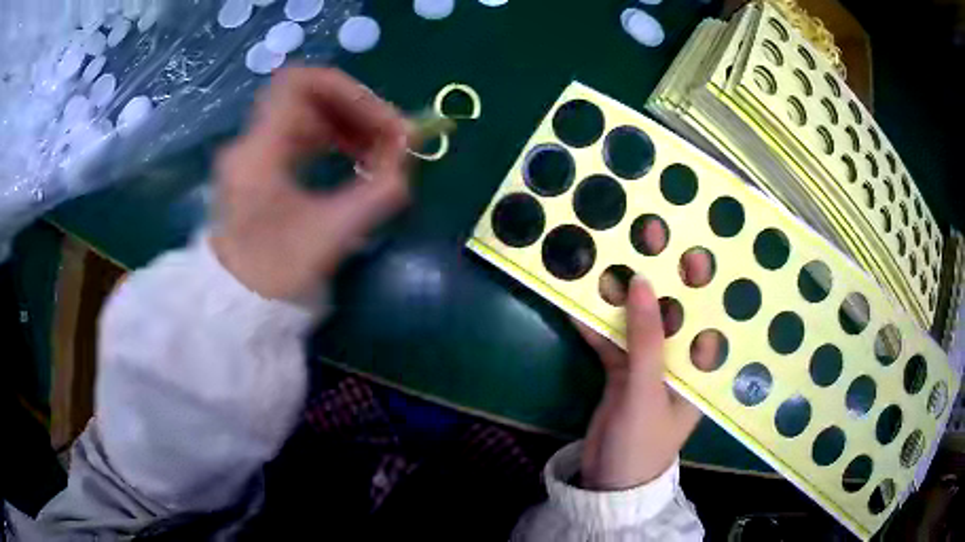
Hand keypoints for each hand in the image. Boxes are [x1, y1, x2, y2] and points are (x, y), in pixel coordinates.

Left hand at [211, 67, 410, 300]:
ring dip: (348, 125)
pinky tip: (354, 159)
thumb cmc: (277, 276)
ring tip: (380, 152)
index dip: (348, 91)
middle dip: (357, 111)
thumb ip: (379, 190)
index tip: (382, 120)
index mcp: (259, 152)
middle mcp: (251, 143)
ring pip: (307, 115)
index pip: (300, 83)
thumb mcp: (333, 233)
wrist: (237, 307)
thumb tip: (409, 152)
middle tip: (393, 139)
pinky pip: (300, 136)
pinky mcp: (259, 168)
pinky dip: (332, 140)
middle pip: (309, 98)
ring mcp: (253, 154)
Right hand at [578, 220, 718, 489]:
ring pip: (637, 321)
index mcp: (699, 366)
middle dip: (660, 275)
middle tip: (648, 233)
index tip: (691, 246)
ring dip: (622, 294)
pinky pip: (610, 341)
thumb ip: (647, 338)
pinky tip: (578, 302)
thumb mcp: (647, 390)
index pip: (707, 315)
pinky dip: (596, 325)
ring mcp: (647, 366)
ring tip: (609, 254)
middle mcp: (678, 360)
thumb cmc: (642, 443)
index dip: (703, 282)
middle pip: (672, 311)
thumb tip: (640, 279)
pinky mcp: (621, 373)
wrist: (609, 482)